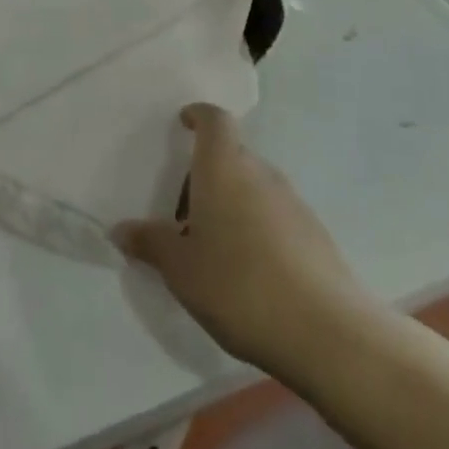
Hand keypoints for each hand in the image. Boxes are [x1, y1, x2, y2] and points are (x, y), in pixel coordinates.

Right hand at [115, 104, 368, 376]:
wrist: (326, 332)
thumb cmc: (239, 285)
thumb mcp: (181, 269)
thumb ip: (151, 243)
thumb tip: (121, 230)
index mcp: (224, 167)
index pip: (214, 120)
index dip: (198, 116)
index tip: (183, 122)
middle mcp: (260, 173)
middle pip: (231, 156)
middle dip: (207, 173)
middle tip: (182, 209)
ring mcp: (293, 202)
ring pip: (253, 187)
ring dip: (231, 203)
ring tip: (211, 245)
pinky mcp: (315, 234)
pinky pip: (274, 215)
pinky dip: (255, 228)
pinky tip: (246, 271)